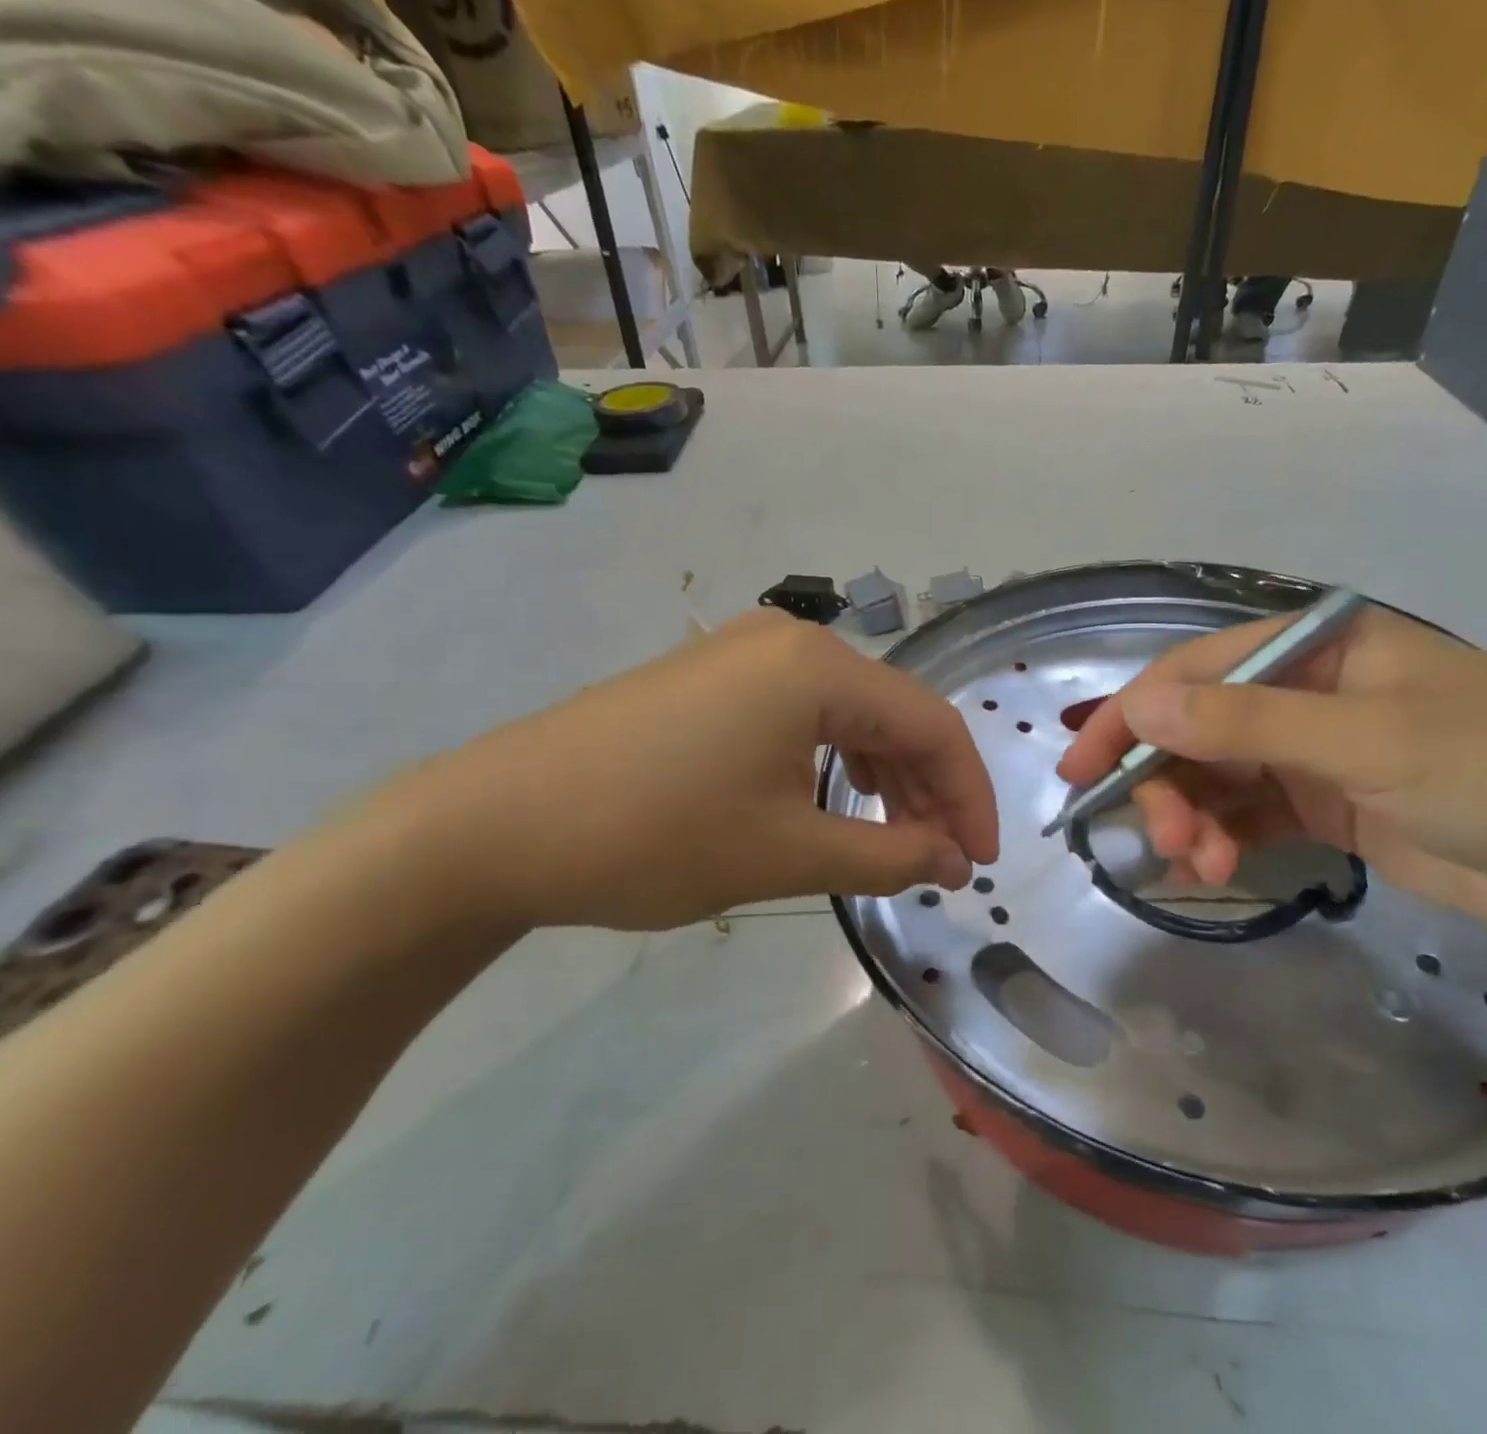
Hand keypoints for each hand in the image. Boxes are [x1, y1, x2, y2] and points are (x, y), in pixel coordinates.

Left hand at [368, 610, 998, 932]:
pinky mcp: (714, 678)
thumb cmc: (651, 836)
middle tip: (941, 861)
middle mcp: (790, 641)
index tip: (978, 862)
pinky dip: (835, 762)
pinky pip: (804, 714)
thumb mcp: (785, 854)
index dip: (969, 795)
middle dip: (929, 789)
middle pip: (894, 714)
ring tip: (896, 841)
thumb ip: (888, 855)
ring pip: (850, 715)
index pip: (931, 725)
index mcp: (818, 667)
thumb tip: (954, 860)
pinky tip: (835, 803)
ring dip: (884, 778)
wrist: (491, 826)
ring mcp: (746, 654)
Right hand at [1056, 605, 1486, 961]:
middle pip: (1196, 731)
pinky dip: (1221, 840)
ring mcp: (1313, 753)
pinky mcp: (1326, 809)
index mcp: (1316, 649)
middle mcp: (1304, 693)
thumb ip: (1249, 726)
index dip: (1131, 717)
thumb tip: (1141, 708)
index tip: (1082, 773)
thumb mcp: (1371, 742)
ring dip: (1192, 820)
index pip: (1194, 672)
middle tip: (1166, 844)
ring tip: (1200, 868)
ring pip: (1215, 778)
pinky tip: (1216, 869)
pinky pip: (1246, 816)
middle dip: (1166, 784)